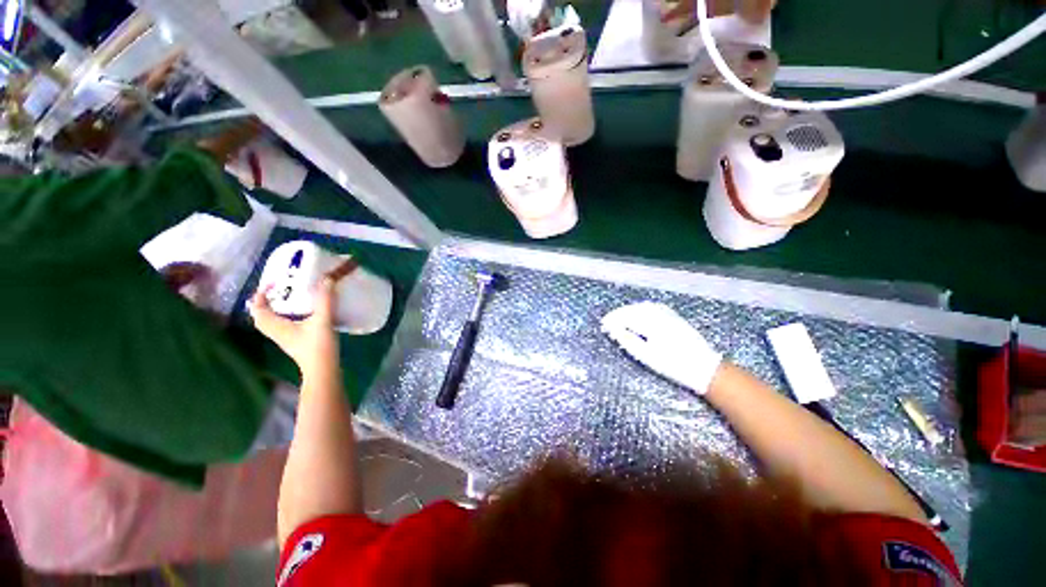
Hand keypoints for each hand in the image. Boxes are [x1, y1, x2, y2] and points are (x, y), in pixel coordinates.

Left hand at [249, 278, 339, 378]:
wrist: (323, 369)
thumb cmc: (318, 346)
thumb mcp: (322, 320)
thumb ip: (325, 300)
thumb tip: (326, 279)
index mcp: (277, 326)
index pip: (259, 310)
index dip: (260, 296)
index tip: (270, 284)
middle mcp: (277, 332)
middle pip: (262, 317)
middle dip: (265, 303)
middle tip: (277, 291)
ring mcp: (285, 339)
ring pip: (272, 322)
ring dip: (275, 311)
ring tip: (288, 300)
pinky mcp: (295, 343)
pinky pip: (283, 327)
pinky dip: (285, 318)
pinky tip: (301, 314)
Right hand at [601, 302, 722, 394]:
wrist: (705, 368)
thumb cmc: (673, 365)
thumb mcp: (647, 356)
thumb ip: (628, 341)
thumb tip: (614, 330)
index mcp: (651, 323)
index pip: (625, 317)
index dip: (612, 320)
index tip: (603, 326)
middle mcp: (659, 314)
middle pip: (633, 309)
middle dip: (618, 315)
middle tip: (607, 323)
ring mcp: (668, 314)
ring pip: (642, 307)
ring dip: (628, 311)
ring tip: (619, 319)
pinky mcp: (674, 317)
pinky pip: (652, 307)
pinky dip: (641, 309)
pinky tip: (638, 314)